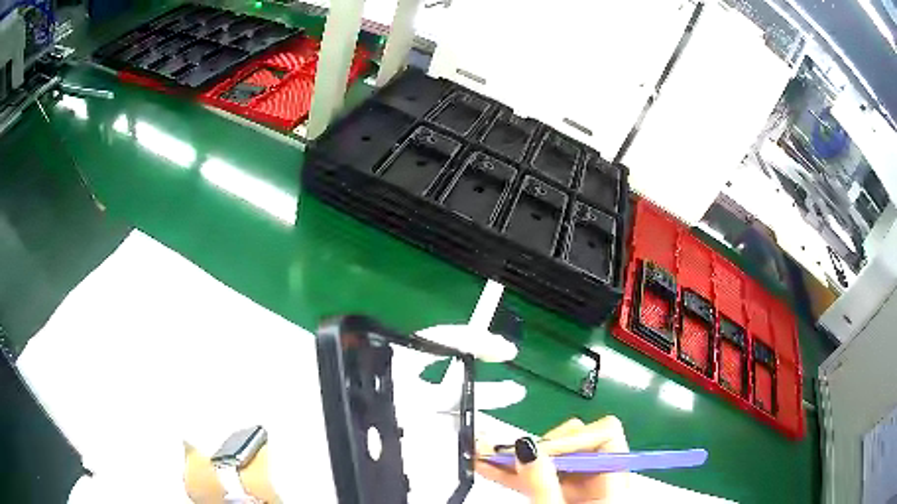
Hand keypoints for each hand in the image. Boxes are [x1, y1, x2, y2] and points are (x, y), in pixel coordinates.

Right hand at [475, 416, 629, 503]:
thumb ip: (542, 485)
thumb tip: (527, 448)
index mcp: (614, 482)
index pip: (606, 435)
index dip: (573, 438)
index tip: (539, 451)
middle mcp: (601, 479)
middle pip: (578, 443)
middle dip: (540, 446)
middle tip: (507, 452)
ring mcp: (581, 488)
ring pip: (554, 460)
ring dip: (520, 457)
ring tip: (487, 455)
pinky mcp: (564, 496)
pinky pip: (541, 476)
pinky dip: (517, 472)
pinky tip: (491, 467)